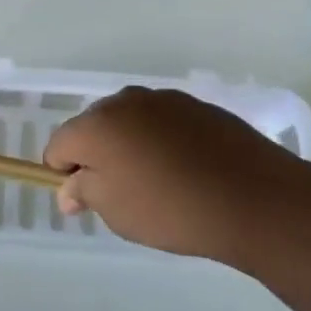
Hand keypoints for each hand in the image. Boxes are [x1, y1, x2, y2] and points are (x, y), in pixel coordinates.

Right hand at [45, 87, 305, 266]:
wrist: (252, 197)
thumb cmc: (170, 208)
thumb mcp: (115, 211)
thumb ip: (83, 191)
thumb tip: (69, 187)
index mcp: (96, 124)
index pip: (58, 144)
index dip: (64, 172)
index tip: (85, 200)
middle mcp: (124, 101)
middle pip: (93, 127)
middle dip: (97, 156)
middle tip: (121, 194)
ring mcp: (163, 99)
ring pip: (130, 122)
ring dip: (130, 146)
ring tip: (157, 183)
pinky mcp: (196, 105)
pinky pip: (162, 122)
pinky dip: (162, 141)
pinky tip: (185, 170)